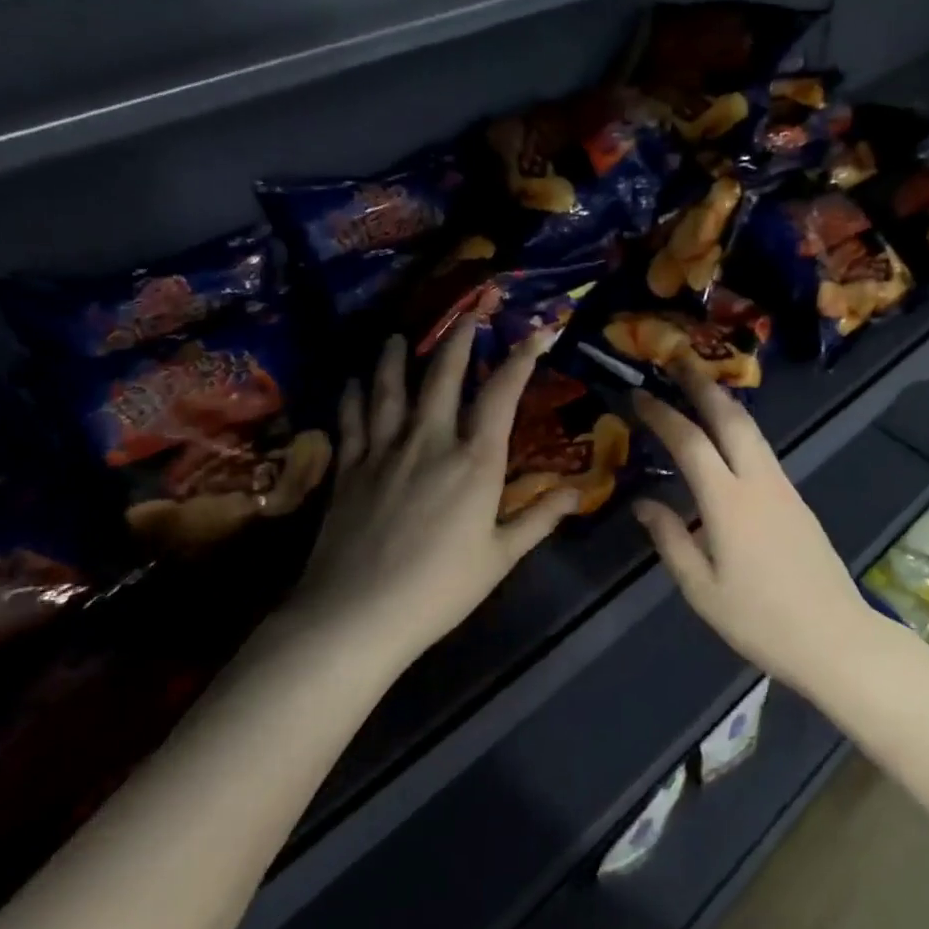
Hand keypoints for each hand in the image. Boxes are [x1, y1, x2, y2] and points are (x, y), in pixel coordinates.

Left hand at [290, 323, 579, 673]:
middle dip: (458, 340)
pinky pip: (352, 418)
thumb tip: (579, 492)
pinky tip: (355, 380)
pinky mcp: (349, 467)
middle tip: (467, 315)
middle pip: (443, 375)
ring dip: (396, 357)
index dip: (520, 359)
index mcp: (475, 461)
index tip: (535, 333)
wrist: (357, 614)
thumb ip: (539, 519)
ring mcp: (383, 450)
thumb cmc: (440, 589)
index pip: (502, 394)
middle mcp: (430, 441)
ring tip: (398, 336)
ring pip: (390, 387)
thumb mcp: (500, 557)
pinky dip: (354, 394)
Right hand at [629, 362, 879, 691]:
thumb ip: (671, 540)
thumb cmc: (760, 620)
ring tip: (698, 386)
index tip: (639, 394)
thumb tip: (645, 504)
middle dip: (702, 385)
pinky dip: (739, 430)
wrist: (834, 637)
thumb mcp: (702, 589)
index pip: (690, 443)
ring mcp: (784, 488)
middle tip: (678, 358)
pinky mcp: (797, 501)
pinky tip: (726, 436)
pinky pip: (762, 451)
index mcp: (729, 503)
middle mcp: (759, 483)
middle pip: (731, 419)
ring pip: (752, 431)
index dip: (662, 415)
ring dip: (723, 403)